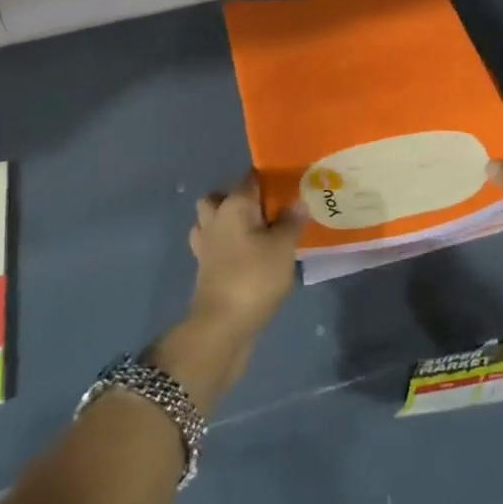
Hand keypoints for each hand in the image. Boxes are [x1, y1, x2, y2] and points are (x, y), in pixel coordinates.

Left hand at [187, 176, 304, 344]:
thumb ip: (291, 221)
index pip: (250, 178)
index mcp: (233, 205)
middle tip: (266, 211)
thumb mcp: (283, 247)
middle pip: (220, 196)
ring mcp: (205, 244)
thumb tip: (298, 200)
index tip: (288, 186)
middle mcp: (215, 218)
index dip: (269, 179)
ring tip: (254, 232)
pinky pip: (213, 245)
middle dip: (239, 199)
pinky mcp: (204, 267)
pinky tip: (246, 255)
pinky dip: (225, 245)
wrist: (222, 325)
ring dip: (227, 221)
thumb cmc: (255, 277)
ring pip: (211, 220)